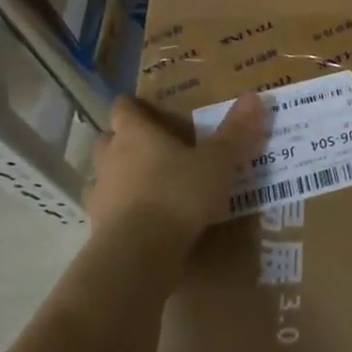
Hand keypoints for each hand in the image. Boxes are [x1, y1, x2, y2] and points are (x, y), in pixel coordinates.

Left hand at [85, 93, 268, 247]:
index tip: (147, 108)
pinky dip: (124, 209)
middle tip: (154, 144)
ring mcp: (100, 195)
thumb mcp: (217, 162)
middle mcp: (110, 158)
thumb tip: (253, 97)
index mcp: (134, 134)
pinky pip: (109, 209)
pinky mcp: (98, 228)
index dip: (134, 106)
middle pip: (109, 139)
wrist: (138, 254)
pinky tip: (146, 218)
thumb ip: (234, 131)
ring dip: (122, 176)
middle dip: (125, 140)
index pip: (123, 108)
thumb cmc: (177, 194)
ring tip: (151, 183)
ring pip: (106, 175)